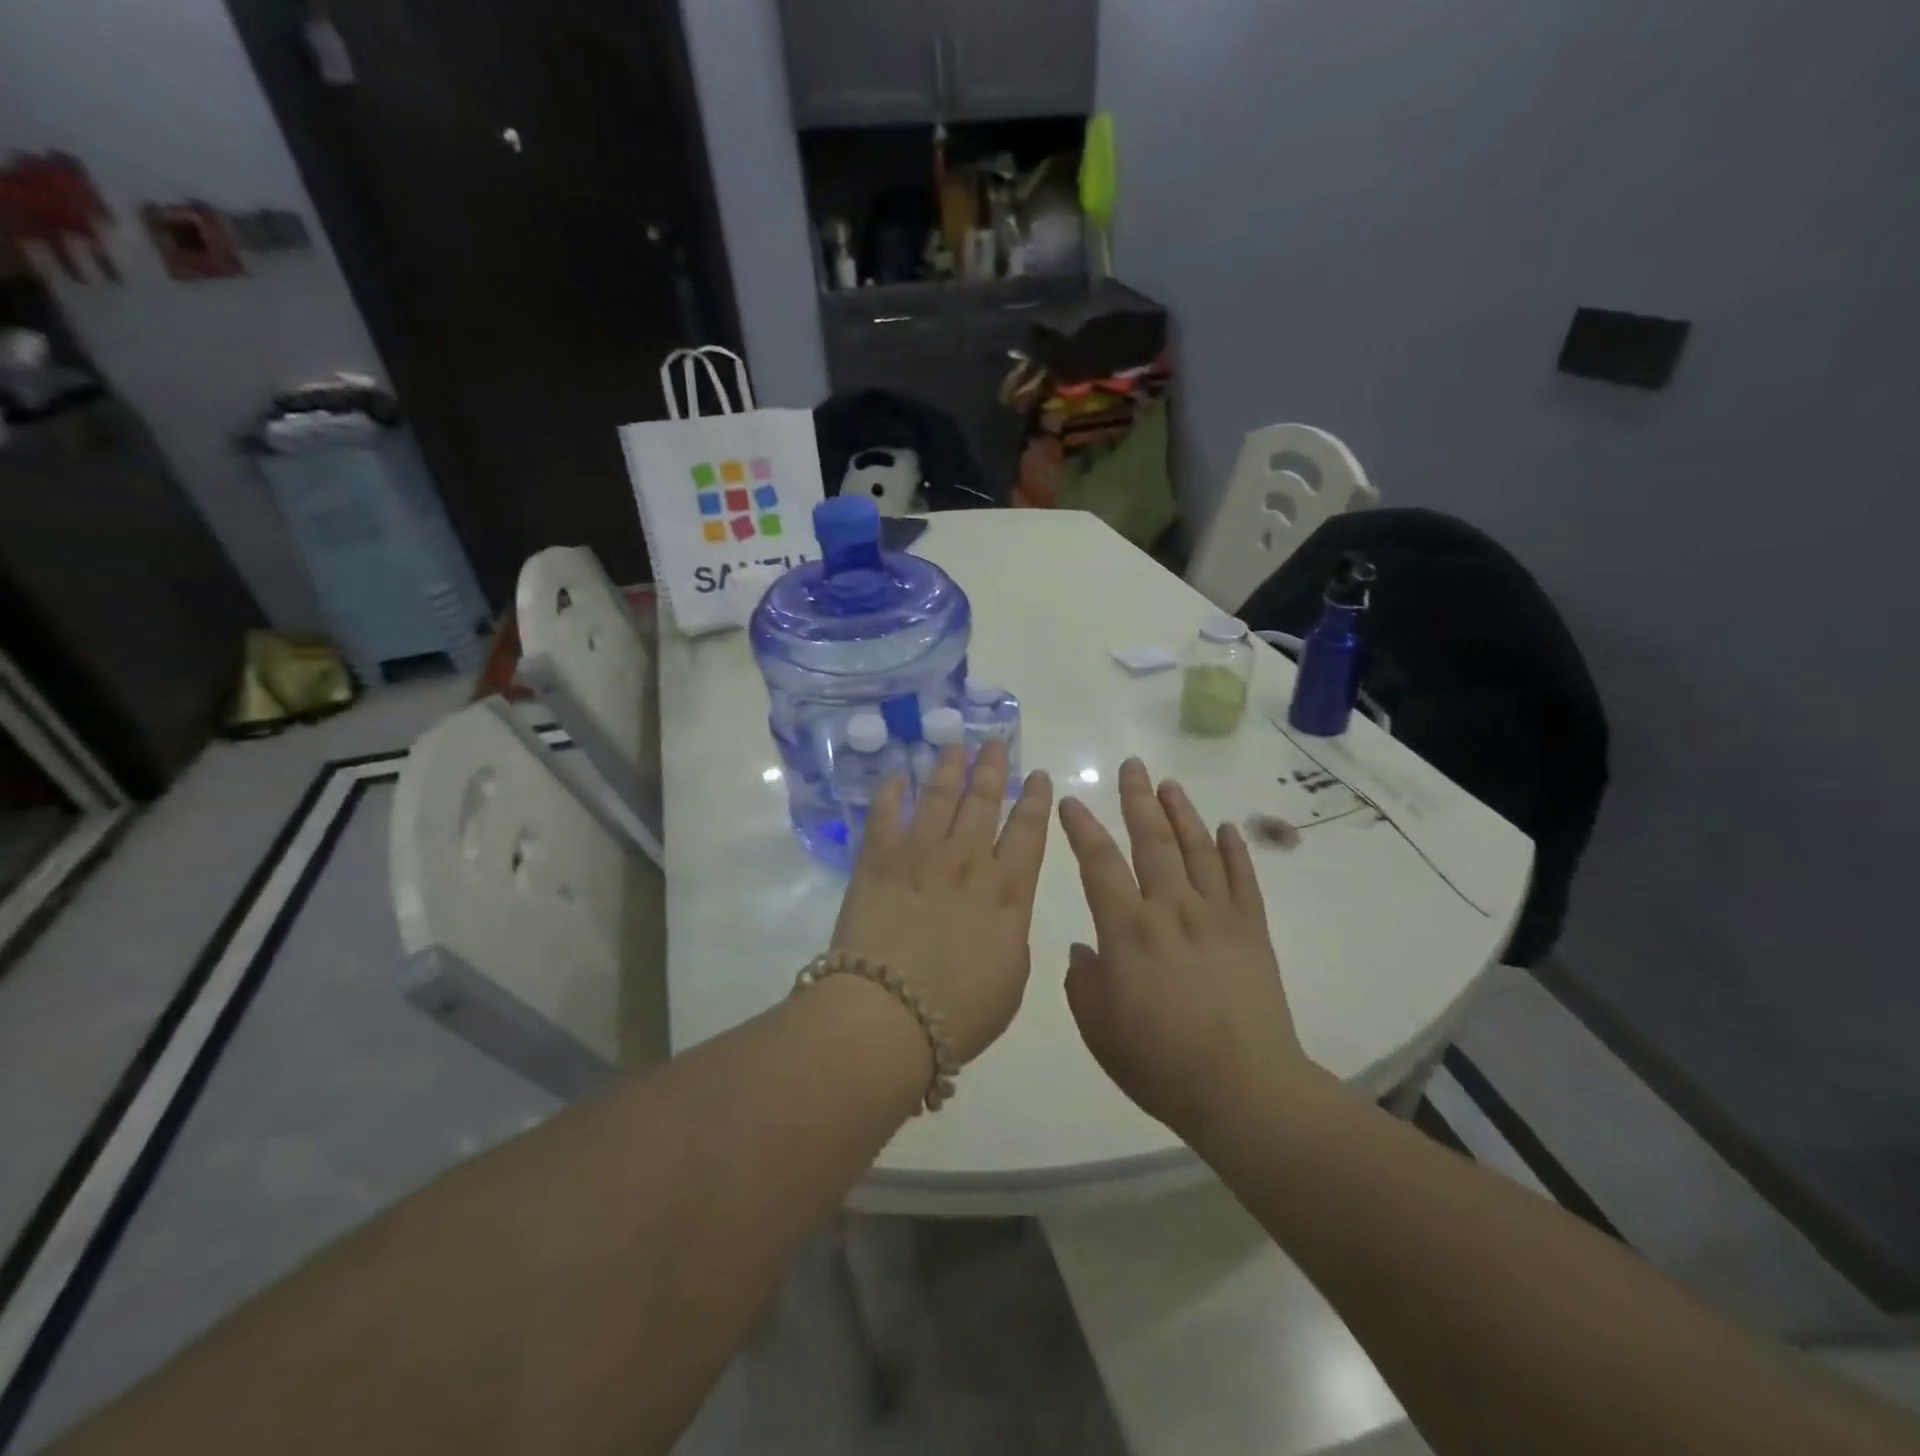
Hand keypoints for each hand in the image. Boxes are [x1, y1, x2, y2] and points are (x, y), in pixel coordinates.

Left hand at [832, 740, 1052, 1063]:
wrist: (889, 1013)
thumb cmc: (959, 1011)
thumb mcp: (1012, 977)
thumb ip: (1011, 932)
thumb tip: (1001, 910)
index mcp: (1008, 890)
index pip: (1028, 832)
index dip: (1035, 800)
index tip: (1037, 775)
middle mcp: (967, 861)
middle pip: (983, 802)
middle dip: (992, 769)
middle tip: (994, 742)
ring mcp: (920, 856)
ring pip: (939, 798)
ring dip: (949, 768)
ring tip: (955, 745)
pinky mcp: (877, 861)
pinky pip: (885, 815)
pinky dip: (892, 792)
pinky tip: (897, 776)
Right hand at [1058, 758, 1307, 1138]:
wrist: (1242, 1090)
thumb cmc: (1159, 1062)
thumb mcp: (1098, 1029)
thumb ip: (1082, 983)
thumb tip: (1084, 951)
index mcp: (1127, 930)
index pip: (1099, 863)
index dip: (1082, 829)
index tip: (1070, 801)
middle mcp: (1171, 909)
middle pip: (1153, 841)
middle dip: (1137, 799)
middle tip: (1131, 766)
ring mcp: (1217, 916)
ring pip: (1197, 849)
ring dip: (1182, 812)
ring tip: (1169, 784)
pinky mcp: (1252, 931)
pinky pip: (1243, 880)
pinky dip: (1234, 850)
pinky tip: (1226, 828)